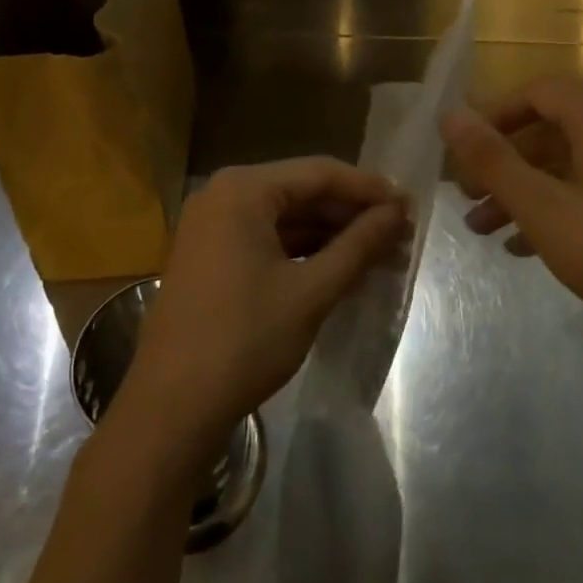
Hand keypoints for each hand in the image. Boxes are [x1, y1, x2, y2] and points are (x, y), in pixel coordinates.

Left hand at [118, 158, 408, 449]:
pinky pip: (268, 238)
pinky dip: (305, 250)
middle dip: (353, 214)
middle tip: (401, 234)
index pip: (320, 173)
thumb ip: (358, 246)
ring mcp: (213, 225)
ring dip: (332, 234)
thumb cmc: (245, 340)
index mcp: (243, 189)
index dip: (369, 189)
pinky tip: (341, 267)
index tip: (410, 206)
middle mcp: (224, 194)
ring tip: (382, 253)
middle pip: (303, 192)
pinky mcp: (211, 255)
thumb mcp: (311, 291)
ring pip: (287, 217)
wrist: (171, 409)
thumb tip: (398, 213)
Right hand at [440, 78, 582, 369]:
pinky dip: (552, 212)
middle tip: (467, 193)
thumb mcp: (539, 204)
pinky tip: (521, 248)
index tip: (466, 147)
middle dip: (503, 162)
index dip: (496, 114)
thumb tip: (450, 115)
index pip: (540, 92)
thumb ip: (492, 158)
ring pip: (566, 170)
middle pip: (550, 133)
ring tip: (482, 229)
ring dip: (521, 192)